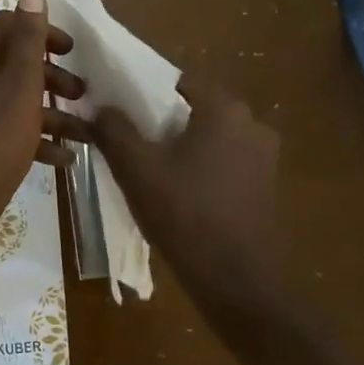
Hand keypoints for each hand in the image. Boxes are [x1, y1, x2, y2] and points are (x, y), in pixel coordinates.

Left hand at [0, 0, 88, 254]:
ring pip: (11, 98)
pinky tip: (63, 158)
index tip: (72, 51)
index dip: (41, 32)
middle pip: (11, 62)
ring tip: (84, 132)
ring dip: (49, 111)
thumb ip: (28, 40)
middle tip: (81, 92)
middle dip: (51, 76)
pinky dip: (31, 136)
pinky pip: (1, 127)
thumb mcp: (20, 86)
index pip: (6, 24)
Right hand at [93, 77, 284, 316]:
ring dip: (181, 147)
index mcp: (225, 109)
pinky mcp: (265, 186)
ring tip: (149, 170)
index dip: (145, 93)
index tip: (120, 112)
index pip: (178, 82)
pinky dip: (201, 168)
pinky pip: (224, 162)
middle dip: (162, 122)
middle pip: (194, 110)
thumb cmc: (186, 215)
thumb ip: (113, 129)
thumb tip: (99, 106)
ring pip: (209, 138)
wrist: (238, 282)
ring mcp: (264, 157)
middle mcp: (252, 124)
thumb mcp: (137, 169)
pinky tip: (178, 193)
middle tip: (130, 142)